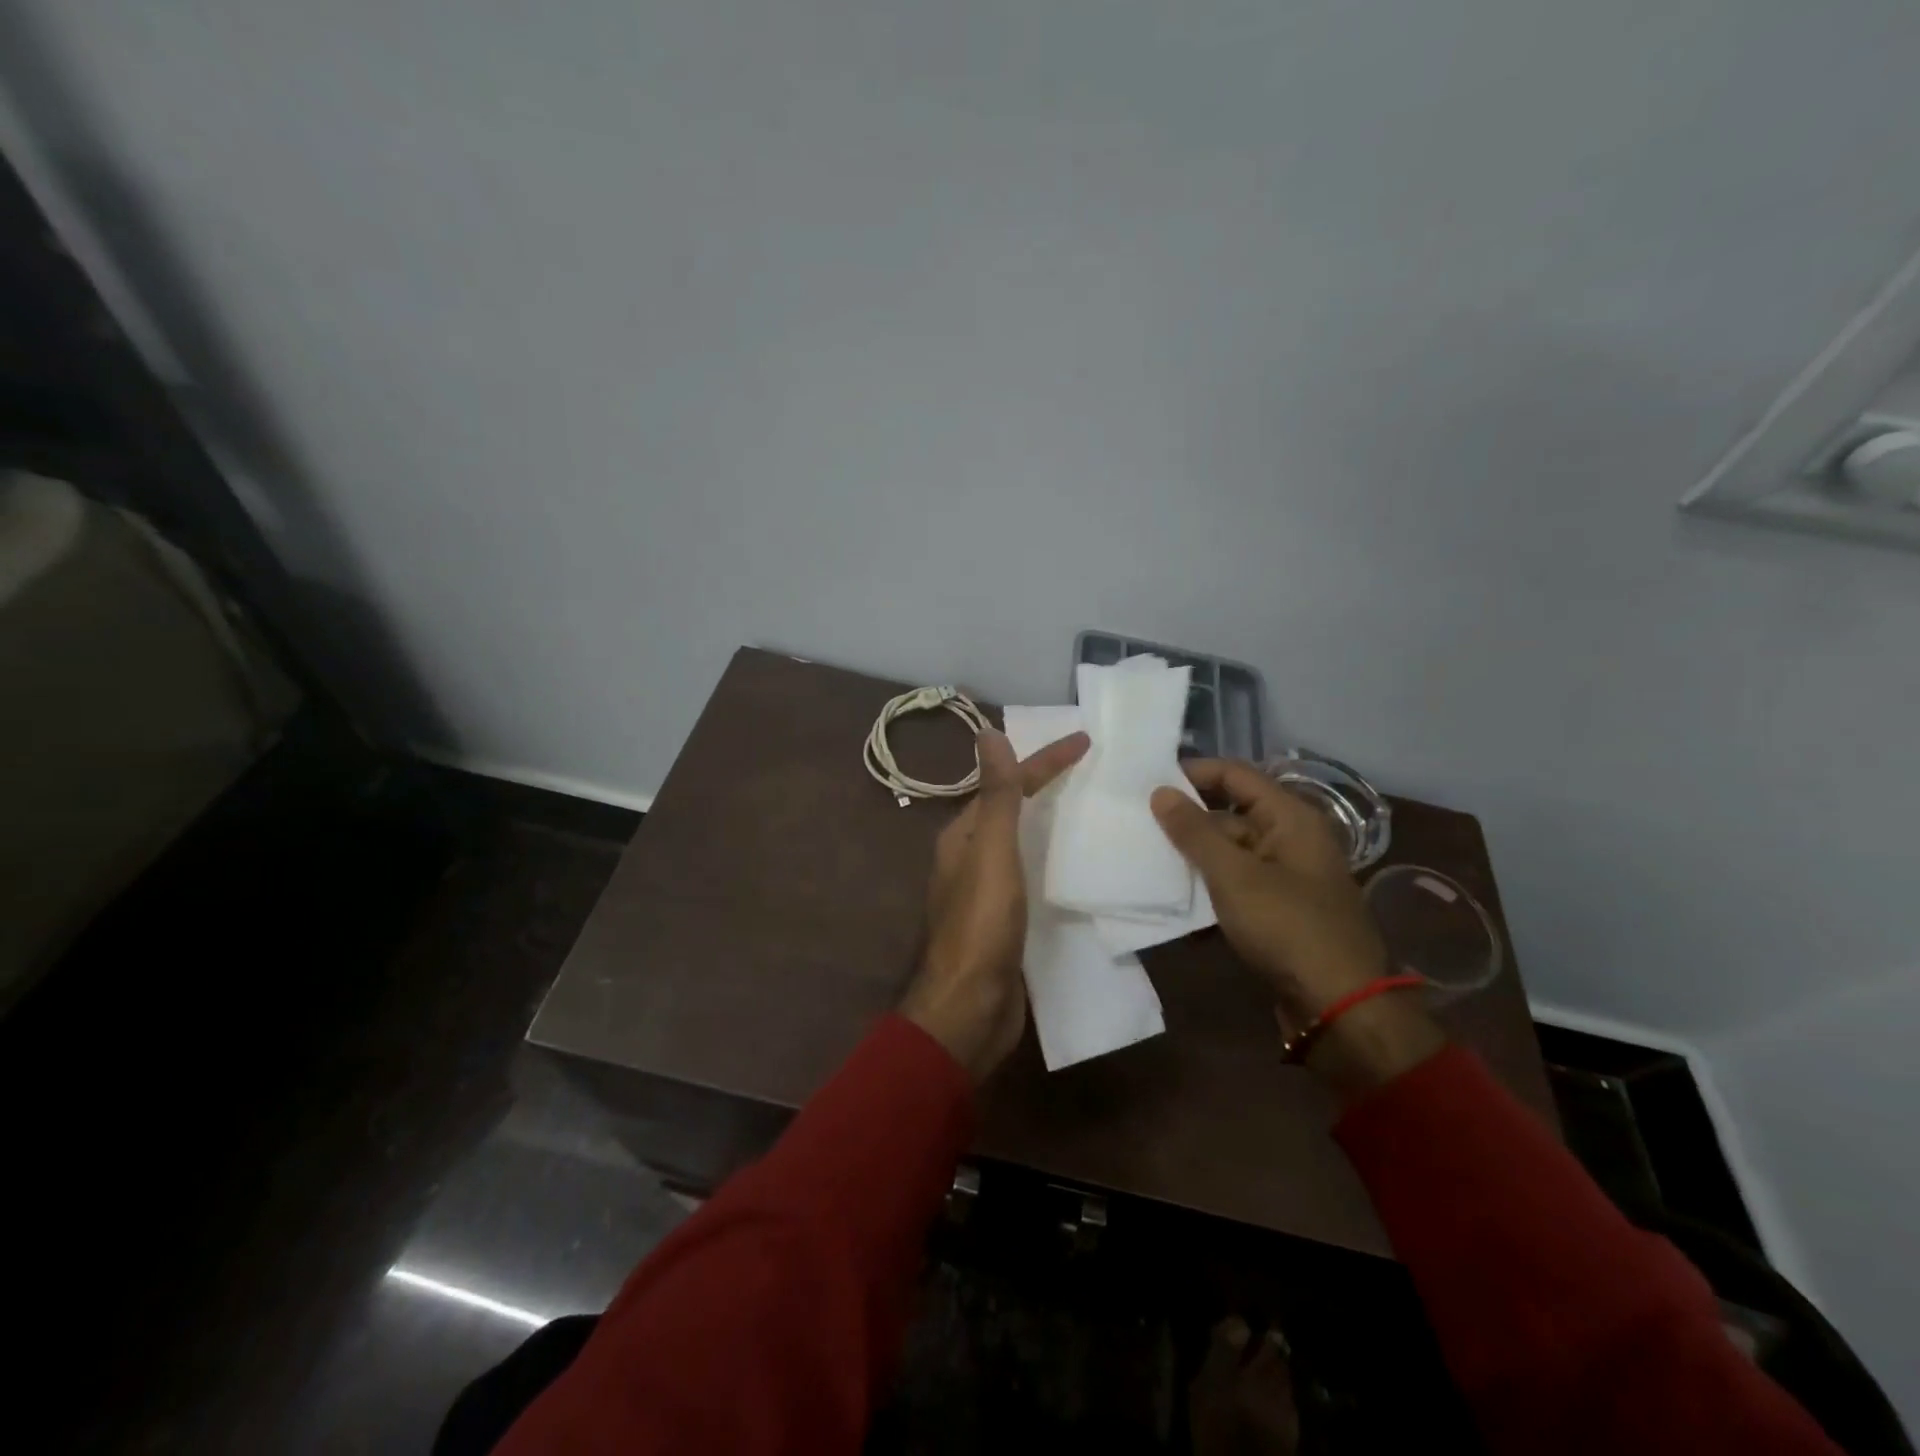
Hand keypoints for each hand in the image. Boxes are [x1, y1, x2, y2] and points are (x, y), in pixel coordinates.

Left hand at [900, 727, 1089, 1082]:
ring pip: (1024, 844)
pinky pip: (1033, 876)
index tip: (1086, 741)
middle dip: (1048, 787)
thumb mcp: (992, 853)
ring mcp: (988, 892)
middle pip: (1014, 810)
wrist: (971, 1009)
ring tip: (1095, 810)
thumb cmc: (981, 926)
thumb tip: (987, 732)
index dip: (1044, 761)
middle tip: (1095, 772)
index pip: (1008, 785)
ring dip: (1053, 823)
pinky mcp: (1007, 921)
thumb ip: (996, 796)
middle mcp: (971, 858)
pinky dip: (1055, 860)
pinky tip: (1080, 865)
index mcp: (964, 836)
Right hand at [1151, 760, 1443, 1094]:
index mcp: (1290, 818)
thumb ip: (1194, 832)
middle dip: (1187, 818)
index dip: (1194, 772)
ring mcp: (1285, 876)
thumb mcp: (1234, 875)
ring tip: (1145, 855)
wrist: (1339, 1005)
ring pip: (1230, 851)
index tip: (1148, 782)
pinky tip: (1173, 896)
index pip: (1236, 775)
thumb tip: (1160, 792)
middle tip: (1138, 821)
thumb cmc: (1288, 926)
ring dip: (1193, 855)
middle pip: (1231, 813)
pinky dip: (1208, 885)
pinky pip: (1236, 883)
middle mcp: (1291, 839)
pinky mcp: (1277, 909)